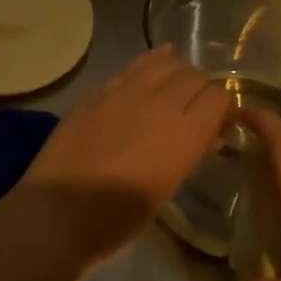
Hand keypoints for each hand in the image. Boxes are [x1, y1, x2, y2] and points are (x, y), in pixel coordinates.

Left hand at [14, 47, 231, 262]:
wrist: (58, 213)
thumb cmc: (118, 218)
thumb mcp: (167, 188)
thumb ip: (189, 152)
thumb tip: (205, 136)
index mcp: (184, 134)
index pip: (219, 97)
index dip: (222, 110)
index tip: (215, 125)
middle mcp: (161, 103)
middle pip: (195, 76)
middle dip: (201, 90)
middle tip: (193, 111)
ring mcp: (125, 92)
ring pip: (164, 62)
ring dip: (175, 73)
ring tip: (172, 89)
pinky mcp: (97, 91)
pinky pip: (132, 68)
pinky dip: (148, 67)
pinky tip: (148, 73)